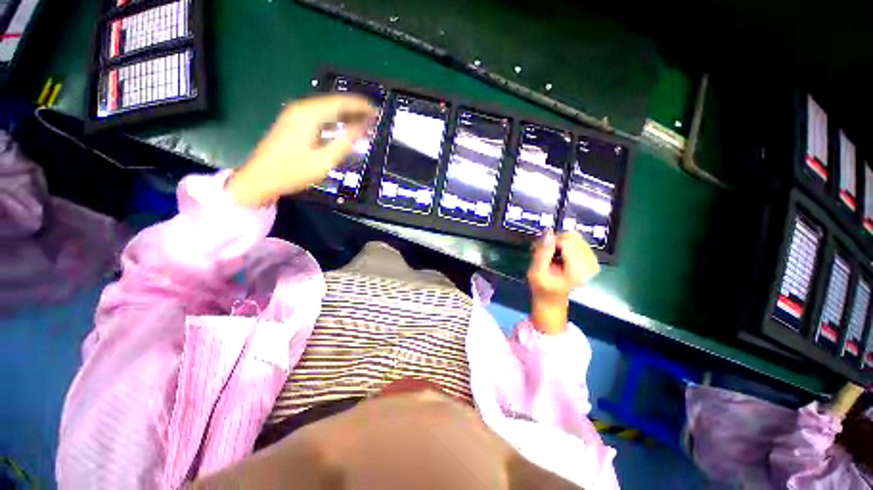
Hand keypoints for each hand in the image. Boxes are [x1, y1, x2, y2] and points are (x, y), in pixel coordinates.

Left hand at [227, 94, 376, 206]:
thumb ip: (345, 142)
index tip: (376, 111)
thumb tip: (364, 127)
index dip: (360, 106)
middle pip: (332, 103)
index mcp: (309, 114)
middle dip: (354, 109)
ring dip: (344, 114)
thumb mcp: (324, 160)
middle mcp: (301, 108)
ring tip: (363, 122)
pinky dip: (333, 120)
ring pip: (325, 109)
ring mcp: (294, 115)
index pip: (340, 102)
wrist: (260, 179)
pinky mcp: (292, 123)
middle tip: (373, 118)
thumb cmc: (293, 171)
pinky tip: (342, 127)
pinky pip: (318, 115)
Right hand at [527, 230, 599, 333]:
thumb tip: (549, 232)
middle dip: (556, 240)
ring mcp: (593, 261)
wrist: (552, 299)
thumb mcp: (536, 272)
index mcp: (578, 271)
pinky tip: (558, 254)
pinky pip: (578, 241)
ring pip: (575, 237)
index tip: (541, 249)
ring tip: (550, 254)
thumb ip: (542, 252)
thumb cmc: (542, 288)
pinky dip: (565, 244)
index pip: (567, 242)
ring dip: (559, 242)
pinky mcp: (591, 259)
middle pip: (573, 237)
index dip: (552, 242)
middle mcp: (590, 264)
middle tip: (544, 251)